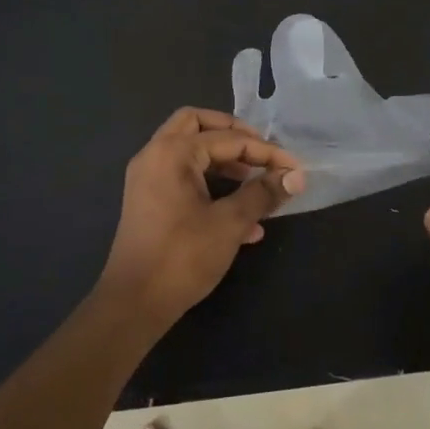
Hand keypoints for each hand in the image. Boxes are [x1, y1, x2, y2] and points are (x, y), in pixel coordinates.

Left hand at [96, 107, 305, 326]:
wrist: (134, 303)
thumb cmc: (182, 257)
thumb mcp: (230, 223)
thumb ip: (263, 194)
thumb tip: (295, 176)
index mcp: (172, 153)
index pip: (228, 139)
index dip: (266, 151)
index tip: (294, 168)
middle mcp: (155, 156)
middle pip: (198, 125)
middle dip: (234, 135)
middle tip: (262, 153)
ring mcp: (148, 178)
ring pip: (190, 151)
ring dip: (224, 161)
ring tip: (256, 183)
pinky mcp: (149, 201)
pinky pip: (184, 177)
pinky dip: (211, 184)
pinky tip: (242, 219)